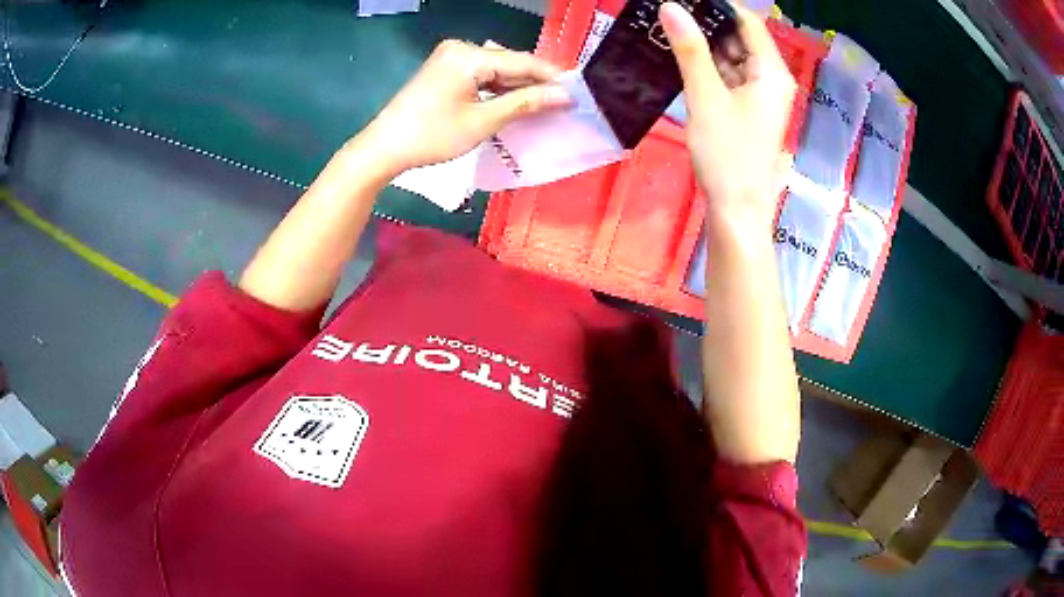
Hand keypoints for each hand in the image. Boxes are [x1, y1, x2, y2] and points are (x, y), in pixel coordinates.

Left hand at [356, 40, 571, 176]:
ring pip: (496, 70)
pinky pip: (481, 75)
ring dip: (518, 87)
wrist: (384, 148)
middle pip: (509, 63)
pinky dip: (498, 89)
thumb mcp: (483, 121)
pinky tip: (517, 102)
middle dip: (536, 82)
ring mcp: (450, 58)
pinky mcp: (445, 70)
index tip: (579, 91)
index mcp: (468, 55)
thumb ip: (525, 103)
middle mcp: (460, 48)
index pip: (521, 61)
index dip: (552, 77)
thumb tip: (564, 96)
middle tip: (566, 101)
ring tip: (548, 104)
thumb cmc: (432, 136)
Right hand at [660, 2, 795, 235]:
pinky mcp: (749, 110)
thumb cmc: (727, 154)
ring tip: (669, 36)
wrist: (737, 210)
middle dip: (707, 27)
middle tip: (669, 19)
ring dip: (705, 48)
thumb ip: (689, 49)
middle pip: (741, 39)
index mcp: (772, 72)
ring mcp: (762, 96)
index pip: (747, 22)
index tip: (684, 4)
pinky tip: (683, 63)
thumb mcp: (705, 96)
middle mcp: (772, 80)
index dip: (718, 7)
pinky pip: (730, 78)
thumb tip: (671, 7)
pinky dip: (709, 69)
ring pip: (733, 59)